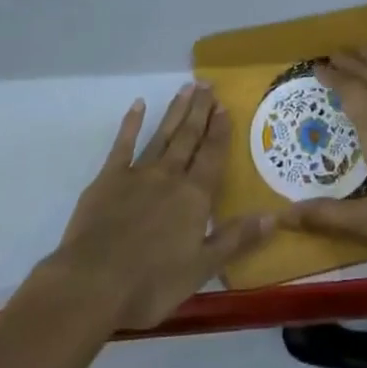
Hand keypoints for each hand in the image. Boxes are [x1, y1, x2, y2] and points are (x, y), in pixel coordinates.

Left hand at [46, 84, 273, 329]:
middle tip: (207, 84)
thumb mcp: (201, 268)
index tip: (224, 105)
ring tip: (186, 87)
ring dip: (176, 111)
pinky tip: (138, 105)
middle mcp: (170, 176)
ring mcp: (137, 174)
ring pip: (162, 135)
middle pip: (189, 137)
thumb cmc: (151, 283)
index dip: (220, 130)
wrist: (92, 283)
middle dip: (200, 110)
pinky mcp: (108, 179)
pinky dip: (131, 124)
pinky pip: (123, 145)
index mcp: (194, 196)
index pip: (212, 155)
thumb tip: (274, 216)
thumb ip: (236, 239)